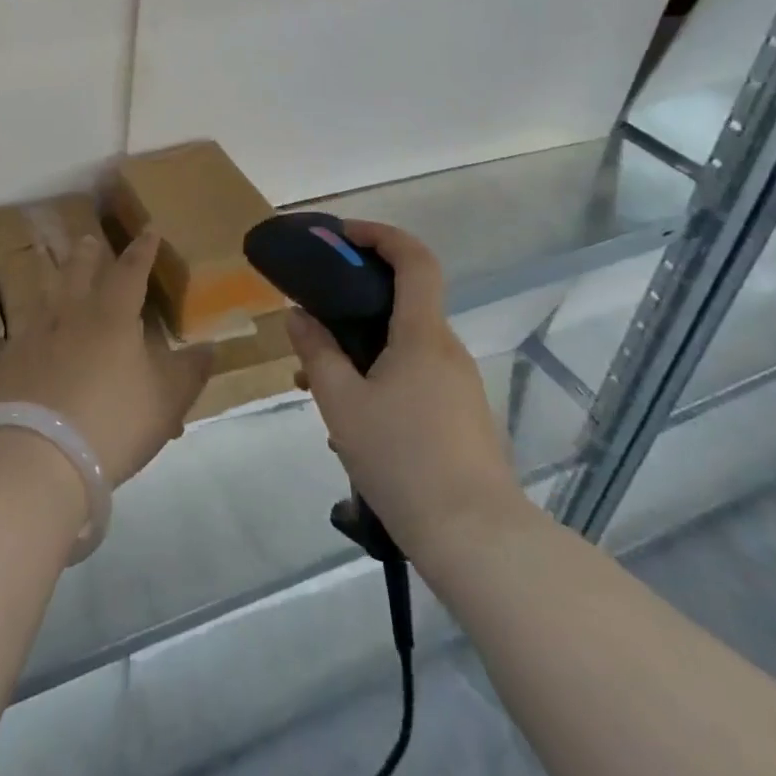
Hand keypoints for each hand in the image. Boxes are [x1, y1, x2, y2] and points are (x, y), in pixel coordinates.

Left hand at [0, 231, 212, 485]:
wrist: (39, 456)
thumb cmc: (113, 422)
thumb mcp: (166, 401)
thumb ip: (189, 372)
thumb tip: (210, 347)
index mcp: (113, 316)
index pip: (131, 271)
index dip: (142, 250)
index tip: (148, 229)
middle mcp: (72, 314)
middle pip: (79, 272)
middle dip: (88, 254)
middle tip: (89, 239)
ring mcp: (36, 336)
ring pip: (48, 295)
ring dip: (57, 279)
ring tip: (58, 273)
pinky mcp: (11, 361)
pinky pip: (25, 328)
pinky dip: (34, 320)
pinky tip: (32, 329)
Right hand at [286, 220, 528, 554]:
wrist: (477, 540)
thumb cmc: (403, 460)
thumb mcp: (342, 404)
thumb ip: (317, 353)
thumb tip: (299, 316)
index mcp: (422, 334)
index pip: (413, 259)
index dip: (380, 235)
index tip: (342, 236)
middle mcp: (446, 349)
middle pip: (404, 301)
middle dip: (354, 302)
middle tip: (313, 319)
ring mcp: (459, 385)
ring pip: (403, 345)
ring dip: (361, 348)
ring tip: (316, 384)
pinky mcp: (461, 416)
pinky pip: (414, 376)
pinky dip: (379, 378)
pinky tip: (350, 422)